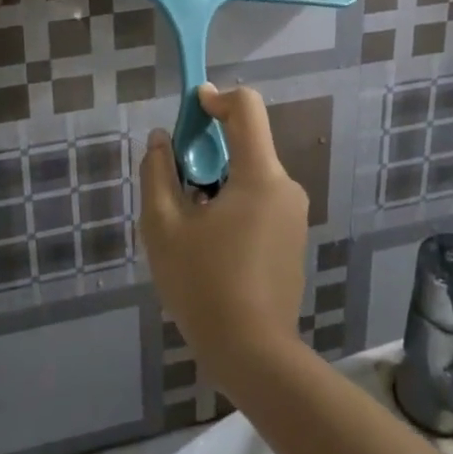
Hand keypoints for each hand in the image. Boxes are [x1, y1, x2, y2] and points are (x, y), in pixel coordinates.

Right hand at [140, 84, 308, 387]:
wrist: (254, 356)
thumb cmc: (204, 285)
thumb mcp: (164, 227)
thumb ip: (158, 173)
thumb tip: (162, 140)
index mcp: (260, 175)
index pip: (247, 108)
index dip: (216, 97)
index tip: (190, 108)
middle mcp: (285, 186)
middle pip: (247, 143)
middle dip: (209, 149)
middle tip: (175, 178)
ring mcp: (293, 215)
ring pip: (251, 175)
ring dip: (218, 181)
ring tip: (187, 221)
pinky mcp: (292, 240)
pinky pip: (260, 201)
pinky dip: (233, 203)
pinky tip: (209, 244)